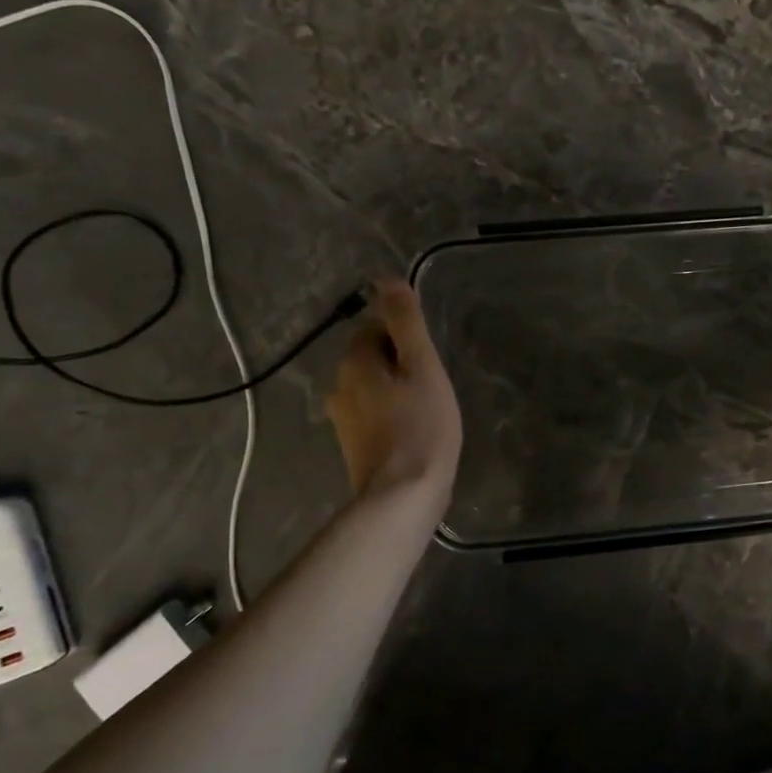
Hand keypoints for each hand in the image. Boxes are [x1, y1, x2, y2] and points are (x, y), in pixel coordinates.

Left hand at [326, 278, 462, 497]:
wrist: (404, 495)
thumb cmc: (421, 425)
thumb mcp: (421, 366)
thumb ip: (405, 321)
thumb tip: (385, 277)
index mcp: (353, 363)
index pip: (374, 329)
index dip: (405, 339)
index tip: (428, 362)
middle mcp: (339, 387)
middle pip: (373, 359)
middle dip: (400, 365)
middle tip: (432, 386)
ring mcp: (343, 420)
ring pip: (374, 389)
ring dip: (397, 392)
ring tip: (427, 410)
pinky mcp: (353, 446)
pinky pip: (374, 415)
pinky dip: (392, 416)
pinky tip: (414, 432)